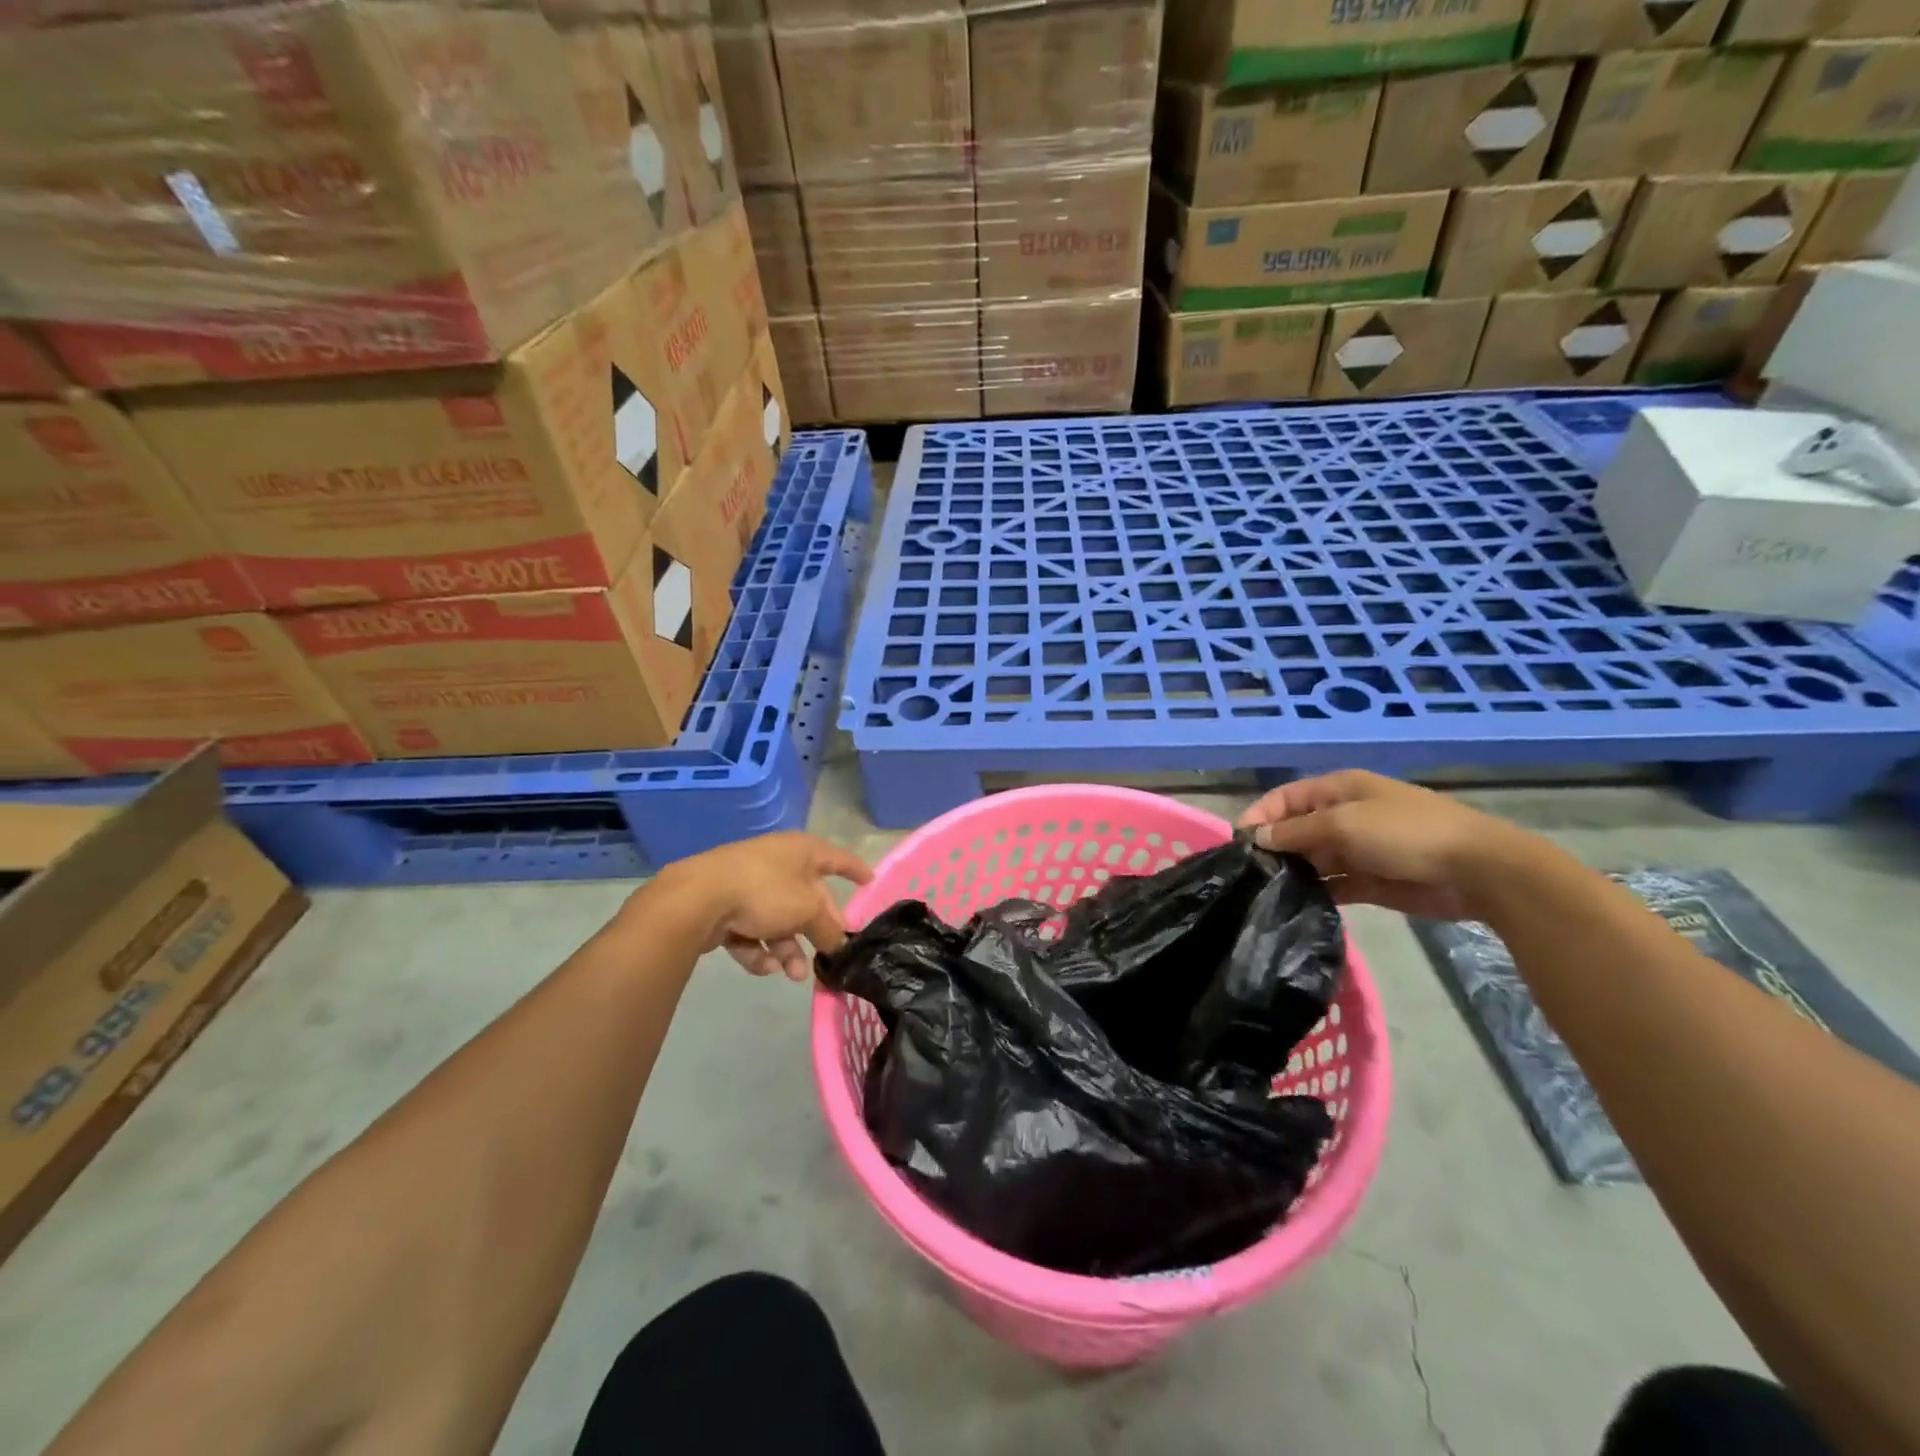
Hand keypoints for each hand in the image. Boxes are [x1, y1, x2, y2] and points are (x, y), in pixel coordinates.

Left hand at [657, 832, 872, 980]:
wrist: (698, 898)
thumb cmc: (764, 891)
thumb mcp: (807, 910)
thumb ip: (828, 928)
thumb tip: (839, 944)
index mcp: (801, 851)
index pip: (837, 858)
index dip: (855, 870)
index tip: (870, 881)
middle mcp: (777, 863)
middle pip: (807, 899)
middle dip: (817, 931)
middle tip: (828, 955)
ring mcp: (748, 885)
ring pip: (778, 920)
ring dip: (789, 949)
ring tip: (793, 975)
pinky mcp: (724, 907)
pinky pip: (751, 931)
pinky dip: (759, 949)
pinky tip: (764, 967)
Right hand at [1236, 770, 1527, 921]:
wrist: (1478, 870)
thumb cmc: (1406, 833)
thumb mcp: (1343, 824)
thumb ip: (1296, 832)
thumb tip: (1257, 838)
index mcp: (1339, 790)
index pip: (1286, 797)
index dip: (1260, 815)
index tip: (1239, 844)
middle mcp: (1345, 815)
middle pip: (1297, 829)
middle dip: (1274, 848)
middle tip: (1251, 874)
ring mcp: (1360, 849)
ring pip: (1314, 859)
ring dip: (1295, 872)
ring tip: (1268, 893)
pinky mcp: (1373, 881)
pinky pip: (1335, 884)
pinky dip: (1317, 892)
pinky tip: (1297, 905)